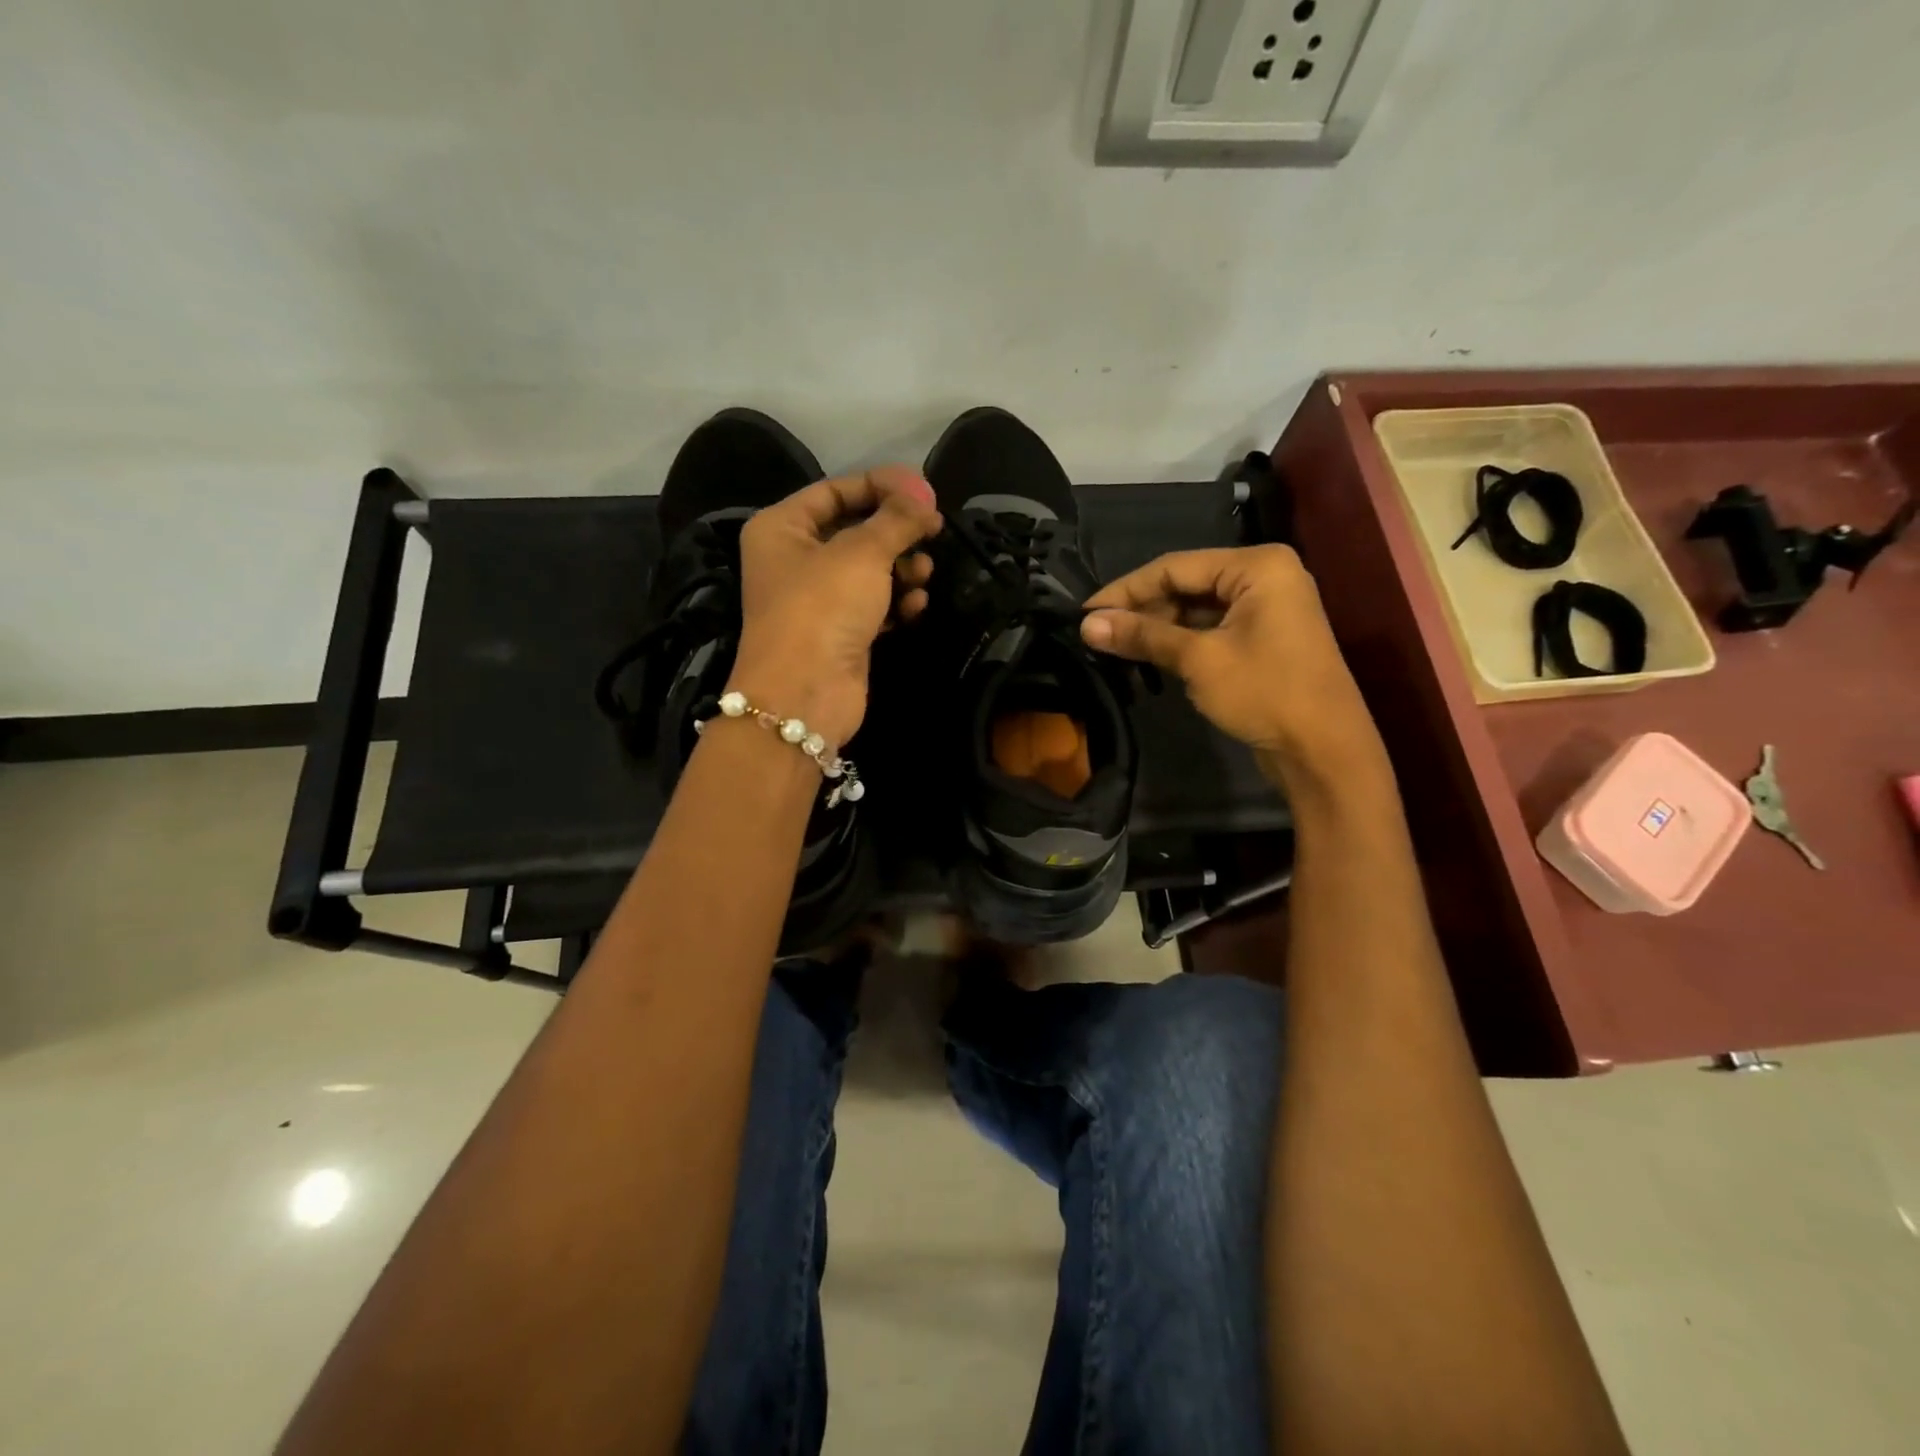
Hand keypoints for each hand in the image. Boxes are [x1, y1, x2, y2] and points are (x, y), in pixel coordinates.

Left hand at [730, 465, 941, 748]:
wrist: (804, 693)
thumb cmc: (823, 607)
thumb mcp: (863, 552)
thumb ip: (897, 519)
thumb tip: (924, 501)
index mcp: (782, 528)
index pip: (836, 490)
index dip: (882, 486)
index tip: (925, 494)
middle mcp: (795, 560)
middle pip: (856, 530)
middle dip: (896, 533)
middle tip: (933, 533)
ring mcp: (818, 600)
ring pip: (869, 570)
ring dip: (902, 569)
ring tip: (923, 575)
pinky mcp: (840, 633)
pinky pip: (874, 605)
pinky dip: (896, 602)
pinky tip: (915, 606)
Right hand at [1080, 545, 1386, 788]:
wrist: (1324, 750)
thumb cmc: (1265, 693)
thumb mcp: (1198, 660)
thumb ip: (1143, 636)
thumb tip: (1086, 625)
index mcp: (1257, 566)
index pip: (1175, 566)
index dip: (1126, 590)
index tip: (1084, 613)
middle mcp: (1264, 576)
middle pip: (1186, 583)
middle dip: (1142, 609)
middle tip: (1097, 633)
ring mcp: (1266, 608)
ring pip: (1196, 608)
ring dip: (1157, 626)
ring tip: (1115, 646)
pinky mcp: (1263, 637)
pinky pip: (1211, 628)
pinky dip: (1179, 640)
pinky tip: (1148, 655)